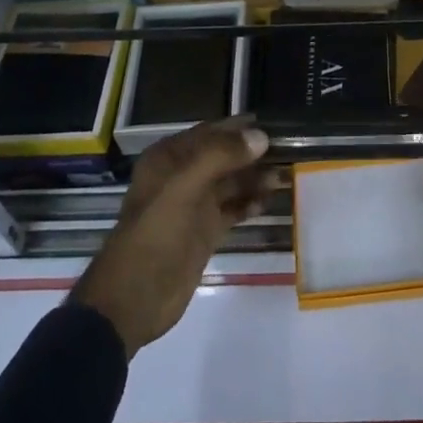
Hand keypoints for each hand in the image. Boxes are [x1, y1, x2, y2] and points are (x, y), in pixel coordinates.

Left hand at [69, 119, 273, 356]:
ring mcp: (194, 206)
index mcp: (169, 159)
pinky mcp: (204, 232)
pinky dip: (250, 203)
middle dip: (252, 153)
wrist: (134, 299)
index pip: (210, 132)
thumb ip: (221, 157)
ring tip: (286, 175)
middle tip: (289, 150)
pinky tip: (270, 200)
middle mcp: (182, 177)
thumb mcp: (183, 188)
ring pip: (230, 183)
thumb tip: (261, 136)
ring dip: (255, 178)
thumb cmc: (155, 234)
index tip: (273, 124)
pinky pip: (232, 209)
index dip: (239, 128)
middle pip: (223, 157)